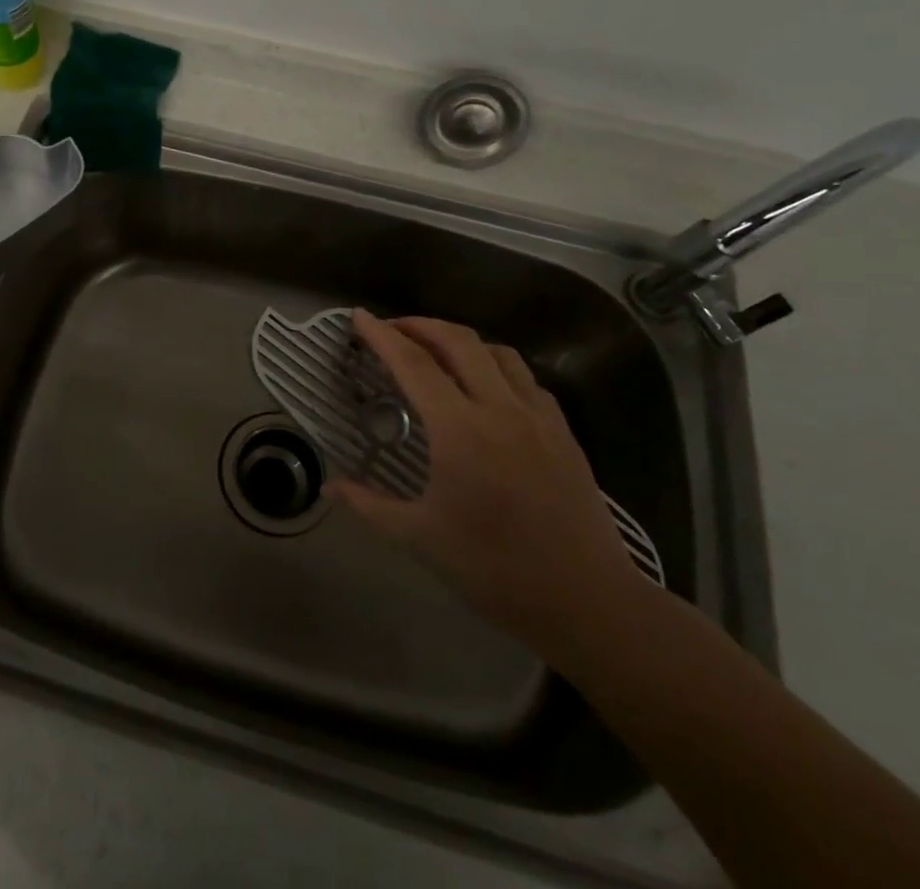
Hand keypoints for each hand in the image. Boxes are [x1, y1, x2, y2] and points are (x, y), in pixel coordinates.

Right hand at [328, 311, 647, 654]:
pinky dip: (495, 365)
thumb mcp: (421, 539)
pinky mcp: (563, 432)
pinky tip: (485, 385)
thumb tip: (329, 484)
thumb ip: (370, 505)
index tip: (359, 316)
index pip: (413, 364)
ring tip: (435, 350)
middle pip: (458, 341)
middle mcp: (500, 409)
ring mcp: (538, 418)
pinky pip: (525, 378)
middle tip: (391, 329)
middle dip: (420, 325)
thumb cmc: (496, 570)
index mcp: (461, 431)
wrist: (589, 603)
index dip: (382, 335)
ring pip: (496, 352)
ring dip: (459, 340)